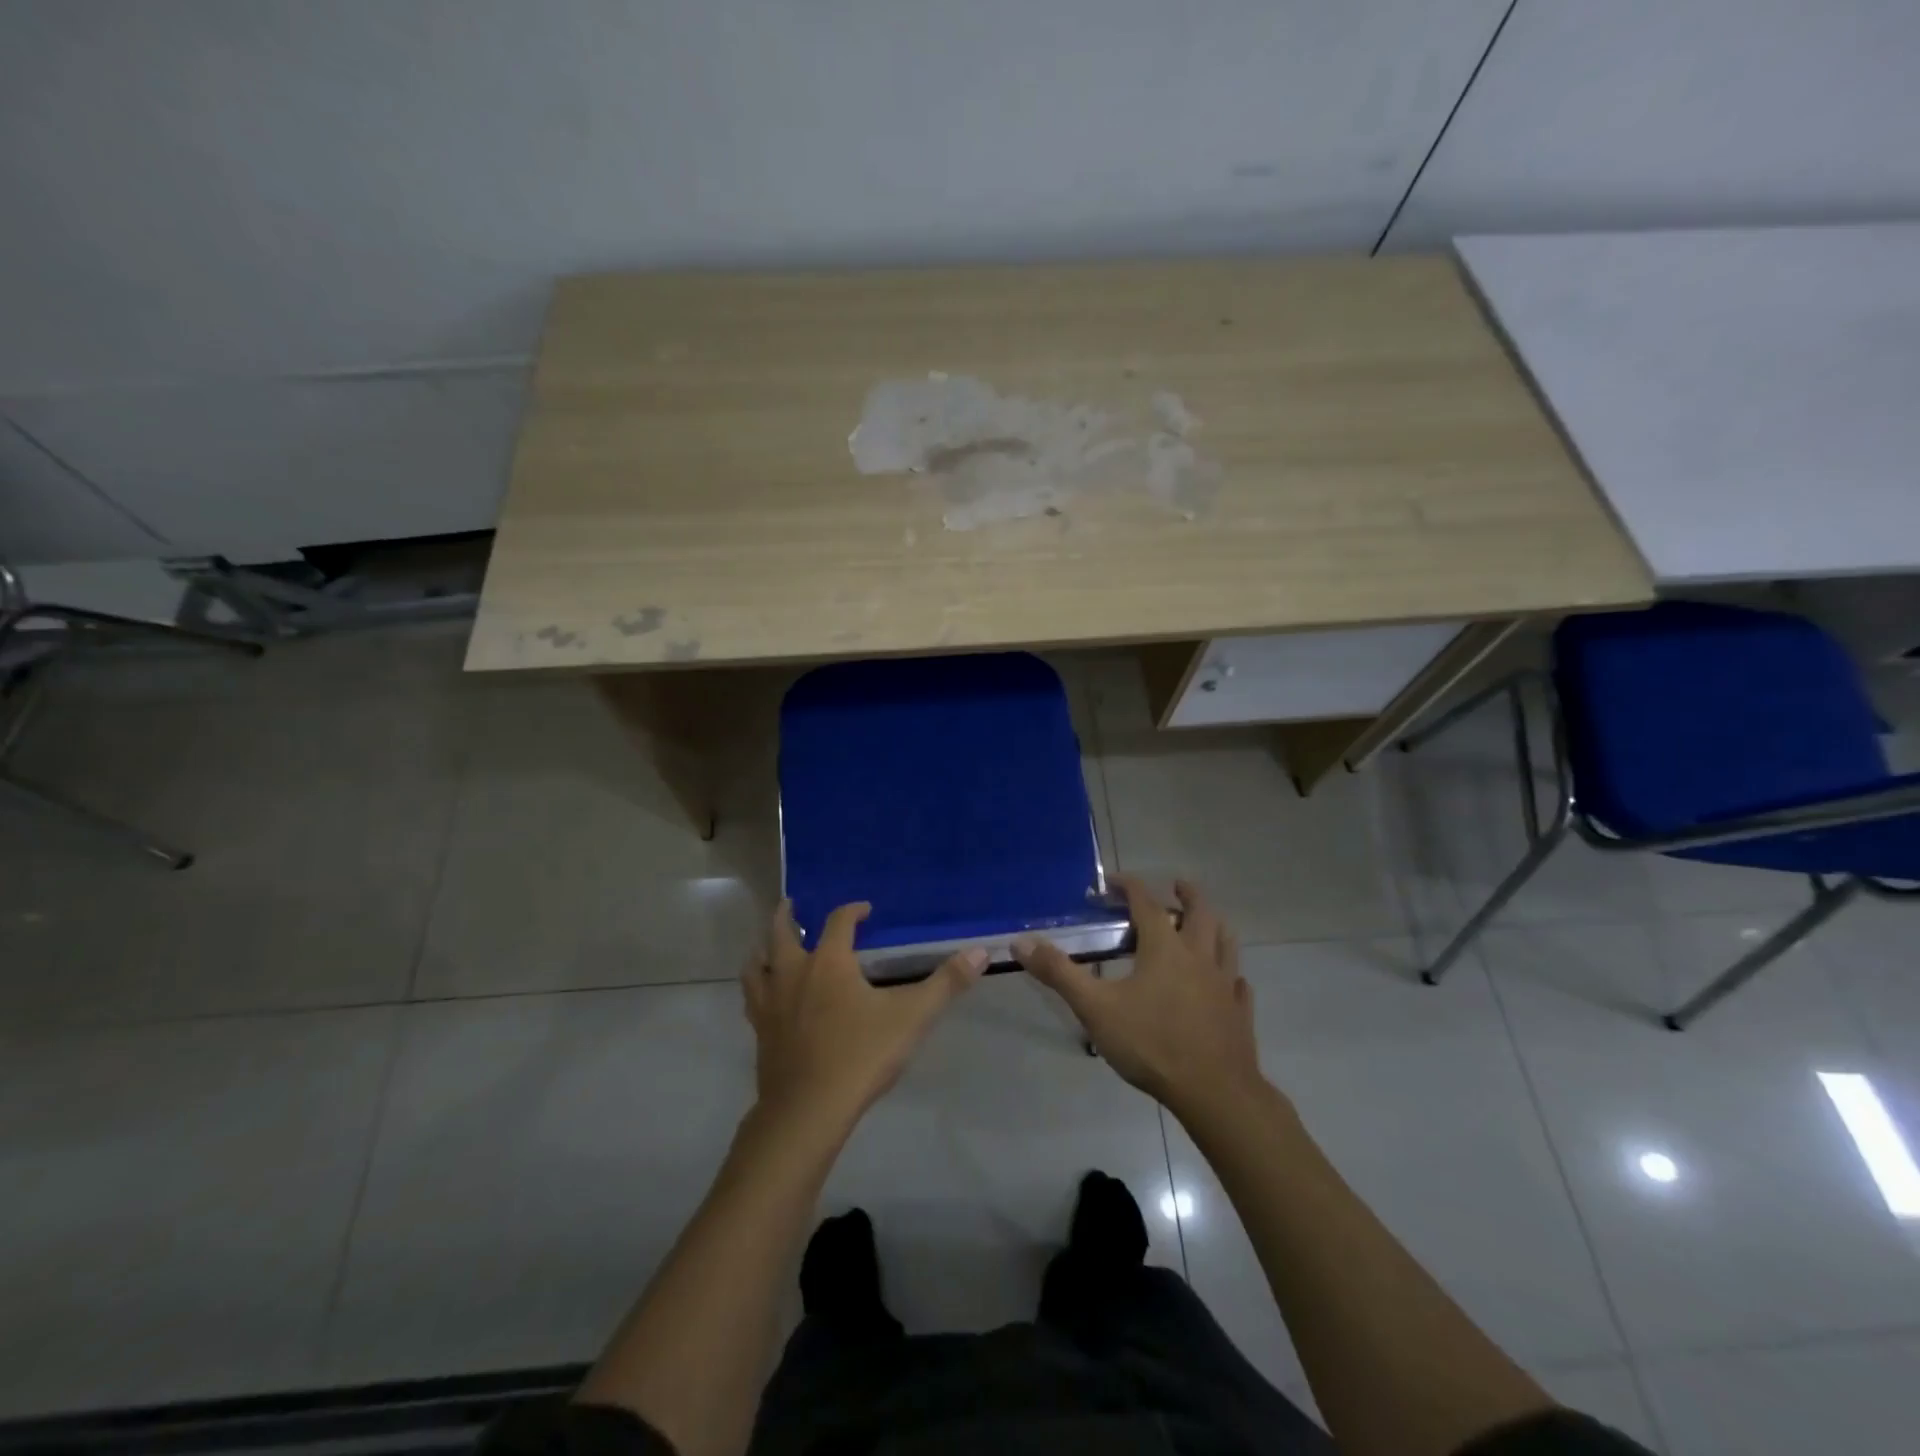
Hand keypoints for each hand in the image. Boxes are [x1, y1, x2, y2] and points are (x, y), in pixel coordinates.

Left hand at [743, 900, 986, 1126]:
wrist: (808, 1110)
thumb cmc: (861, 1055)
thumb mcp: (912, 1017)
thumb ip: (946, 983)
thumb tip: (980, 951)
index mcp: (829, 963)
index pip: (838, 922)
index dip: (852, 910)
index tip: (865, 910)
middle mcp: (794, 974)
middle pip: (781, 934)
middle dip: (786, 916)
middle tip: (790, 904)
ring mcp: (771, 1004)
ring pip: (756, 965)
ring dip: (762, 949)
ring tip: (767, 945)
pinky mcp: (760, 1032)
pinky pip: (752, 999)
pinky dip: (756, 987)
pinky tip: (764, 997)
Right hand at [1016, 876, 1263, 1117]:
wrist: (1215, 1092)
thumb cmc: (1152, 1043)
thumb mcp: (1095, 1008)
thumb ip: (1058, 973)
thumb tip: (1020, 941)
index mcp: (1164, 947)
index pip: (1146, 903)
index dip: (1128, 886)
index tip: (1112, 882)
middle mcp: (1198, 956)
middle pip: (1199, 912)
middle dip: (1185, 894)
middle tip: (1175, 886)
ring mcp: (1224, 984)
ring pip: (1225, 941)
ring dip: (1213, 925)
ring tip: (1203, 922)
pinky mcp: (1239, 1012)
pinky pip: (1238, 983)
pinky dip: (1230, 973)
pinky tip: (1227, 981)